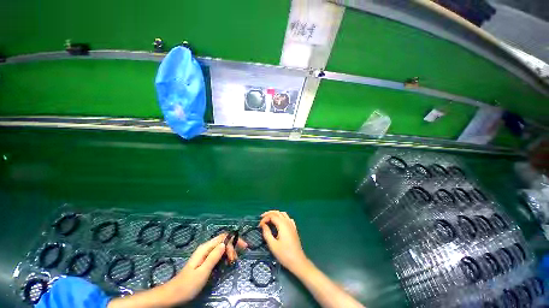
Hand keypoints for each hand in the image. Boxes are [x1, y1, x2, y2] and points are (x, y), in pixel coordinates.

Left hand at [163, 233, 246, 303]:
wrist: (174, 294)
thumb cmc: (188, 284)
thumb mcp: (203, 272)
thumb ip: (214, 257)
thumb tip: (224, 244)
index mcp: (205, 248)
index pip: (223, 237)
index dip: (234, 240)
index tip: (242, 249)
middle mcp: (206, 248)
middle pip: (223, 241)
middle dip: (232, 247)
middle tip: (235, 260)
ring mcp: (205, 253)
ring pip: (221, 247)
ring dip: (229, 252)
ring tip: (232, 262)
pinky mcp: (205, 259)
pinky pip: (218, 253)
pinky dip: (224, 256)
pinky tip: (226, 263)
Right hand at [259, 210, 308, 273]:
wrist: (297, 261)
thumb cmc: (284, 254)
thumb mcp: (272, 245)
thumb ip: (267, 233)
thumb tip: (263, 225)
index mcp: (282, 224)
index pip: (272, 216)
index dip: (265, 219)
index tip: (259, 226)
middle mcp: (287, 222)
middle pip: (277, 212)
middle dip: (269, 213)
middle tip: (262, 217)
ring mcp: (292, 224)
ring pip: (283, 214)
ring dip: (275, 214)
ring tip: (269, 218)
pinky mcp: (294, 228)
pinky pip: (287, 218)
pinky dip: (282, 217)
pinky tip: (279, 222)